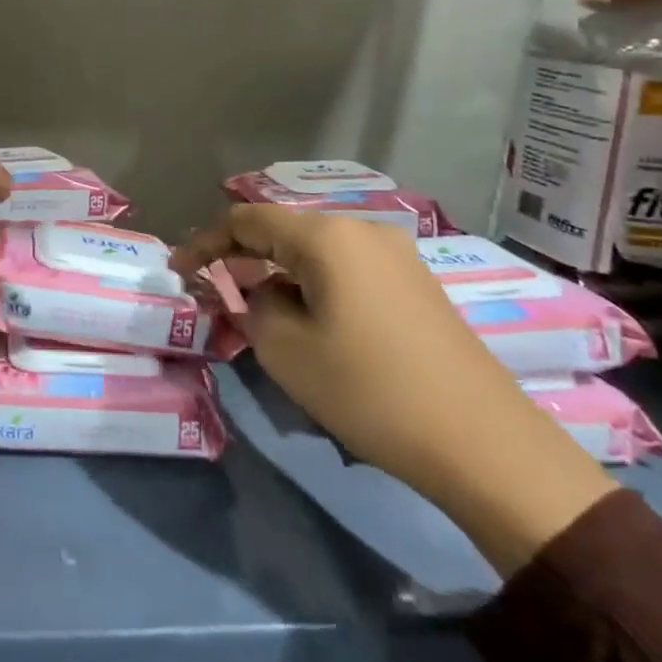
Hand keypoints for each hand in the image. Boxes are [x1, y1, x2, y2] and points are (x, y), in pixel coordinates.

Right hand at [174, 207, 616, 574]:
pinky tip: (307, 314)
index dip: (205, 241)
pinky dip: (313, 282)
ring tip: (255, 305)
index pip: (246, 220)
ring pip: (315, 249)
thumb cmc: (369, 389)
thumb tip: (262, 292)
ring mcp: (395, 254)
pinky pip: (346, 267)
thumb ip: (254, 306)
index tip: (178, 269)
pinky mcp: (415, 282)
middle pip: (283, 229)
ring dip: (278, 270)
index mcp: (326, 236)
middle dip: (242, 255)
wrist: (482, 442)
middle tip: (212, 286)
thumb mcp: (285, 349)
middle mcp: (362, 229)